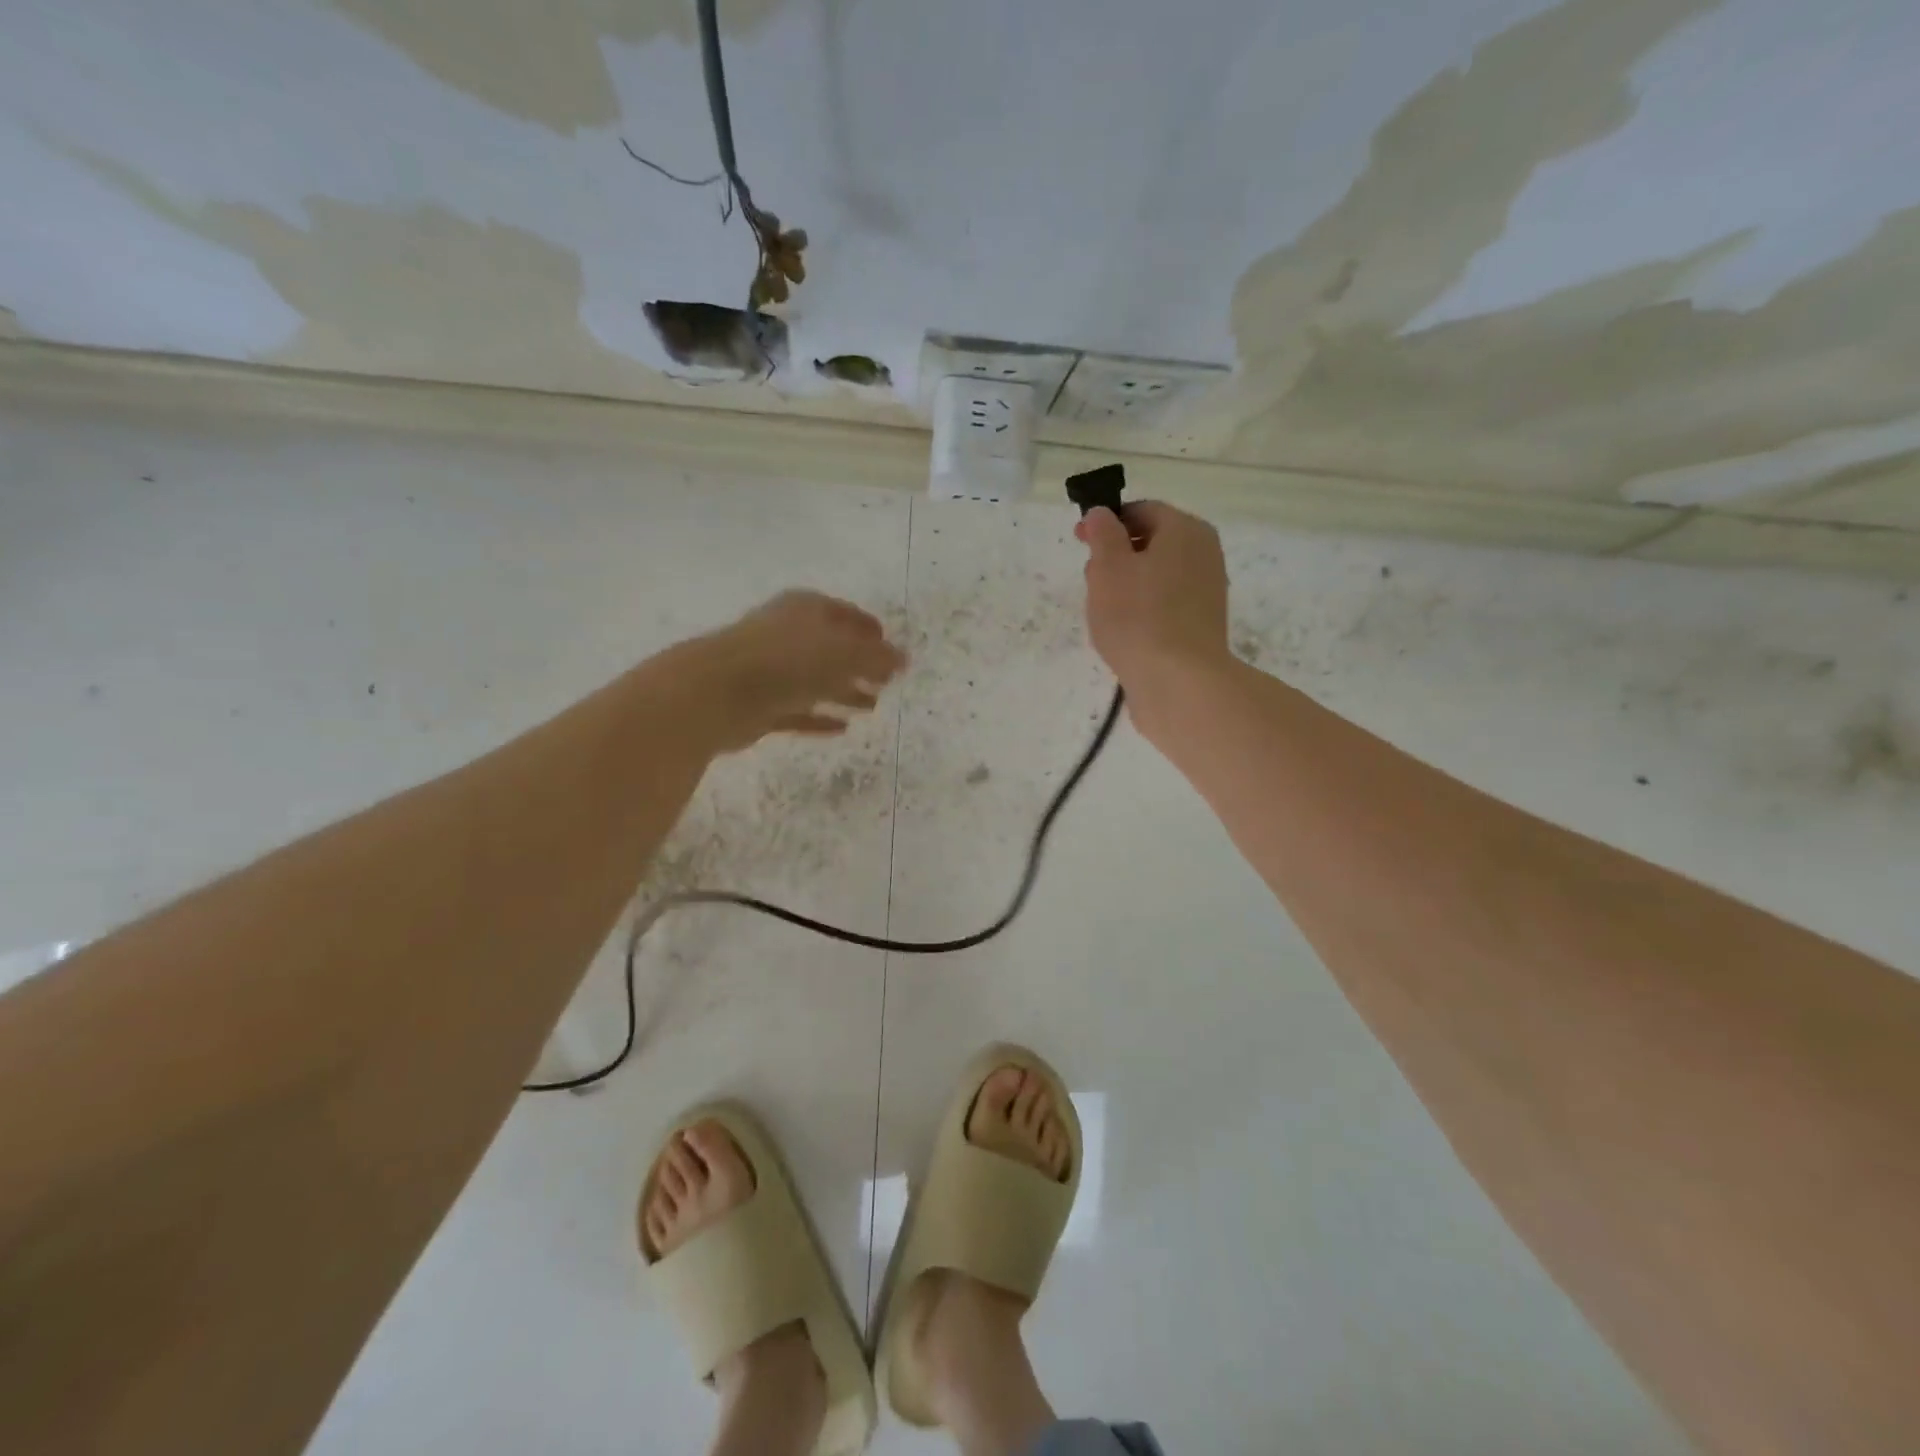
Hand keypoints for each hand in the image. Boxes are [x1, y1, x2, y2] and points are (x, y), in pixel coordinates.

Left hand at [695, 590, 906, 749]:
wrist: (715, 693)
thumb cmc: (786, 662)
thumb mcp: (843, 654)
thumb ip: (876, 658)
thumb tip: (904, 659)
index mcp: (806, 609)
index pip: (846, 615)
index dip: (870, 630)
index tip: (891, 648)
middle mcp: (787, 634)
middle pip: (831, 648)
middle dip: (860, 664)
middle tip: (886, 682)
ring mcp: (770, 670)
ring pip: (815, 680)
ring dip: (844, 692)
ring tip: (872, 707)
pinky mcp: (758, 704)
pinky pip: (798, 710)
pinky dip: (819, 717)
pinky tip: (842, 728)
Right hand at [1076, 501, 1231, 698]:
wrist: (1178, 682)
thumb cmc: (1138, 617)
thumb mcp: (1108, 567)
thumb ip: (1103, 533)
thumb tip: (1101, 513)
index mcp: (1185, 530)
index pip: (1142, 511)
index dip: (1106, 522)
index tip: (1079, 541)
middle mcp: (1204, 553)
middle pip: (1152, 542)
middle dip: (1116, 555)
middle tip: (1090, 580)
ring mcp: (1207, 590)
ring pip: (1157, 575)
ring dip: (1127, 585)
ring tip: (1103, 611)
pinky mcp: (1201, 624)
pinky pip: (1166, 603)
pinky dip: (1143, 609)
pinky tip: (1125, 631)